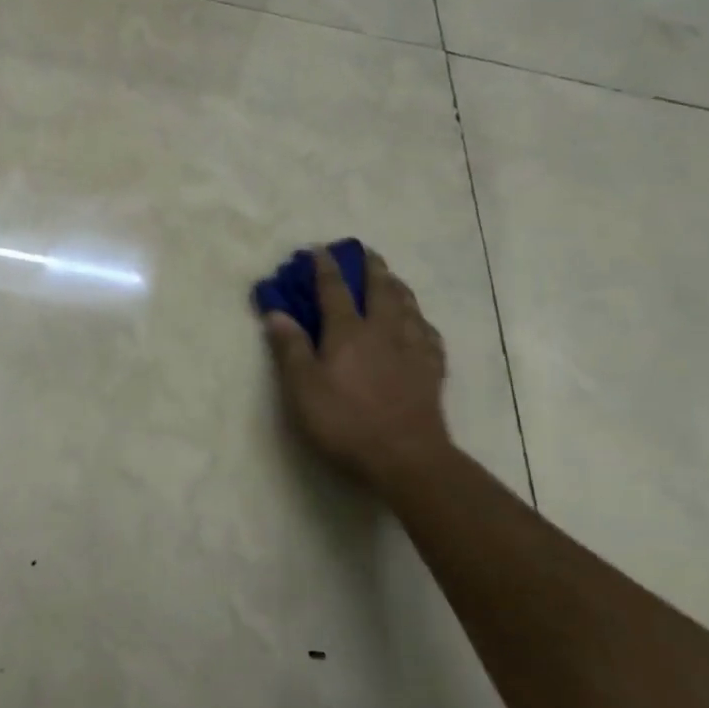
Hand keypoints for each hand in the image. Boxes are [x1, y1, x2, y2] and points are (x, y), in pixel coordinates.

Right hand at [261, 248, 454, 487]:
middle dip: (370, 267)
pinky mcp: (432, 370)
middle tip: (366, 252)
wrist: (406, 457)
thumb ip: (290, 349)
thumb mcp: (303, 389)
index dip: (324, 267)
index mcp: (348, 332)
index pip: (334, 290)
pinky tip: (420, 324)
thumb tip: (276, 313)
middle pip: (380, 289)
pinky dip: (421, 321)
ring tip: (393, 278)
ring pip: (407, 306)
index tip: (318, 250)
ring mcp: (412, 349)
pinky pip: (429, 334)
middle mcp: (383, 331)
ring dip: (398, 287)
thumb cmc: (345, 422)